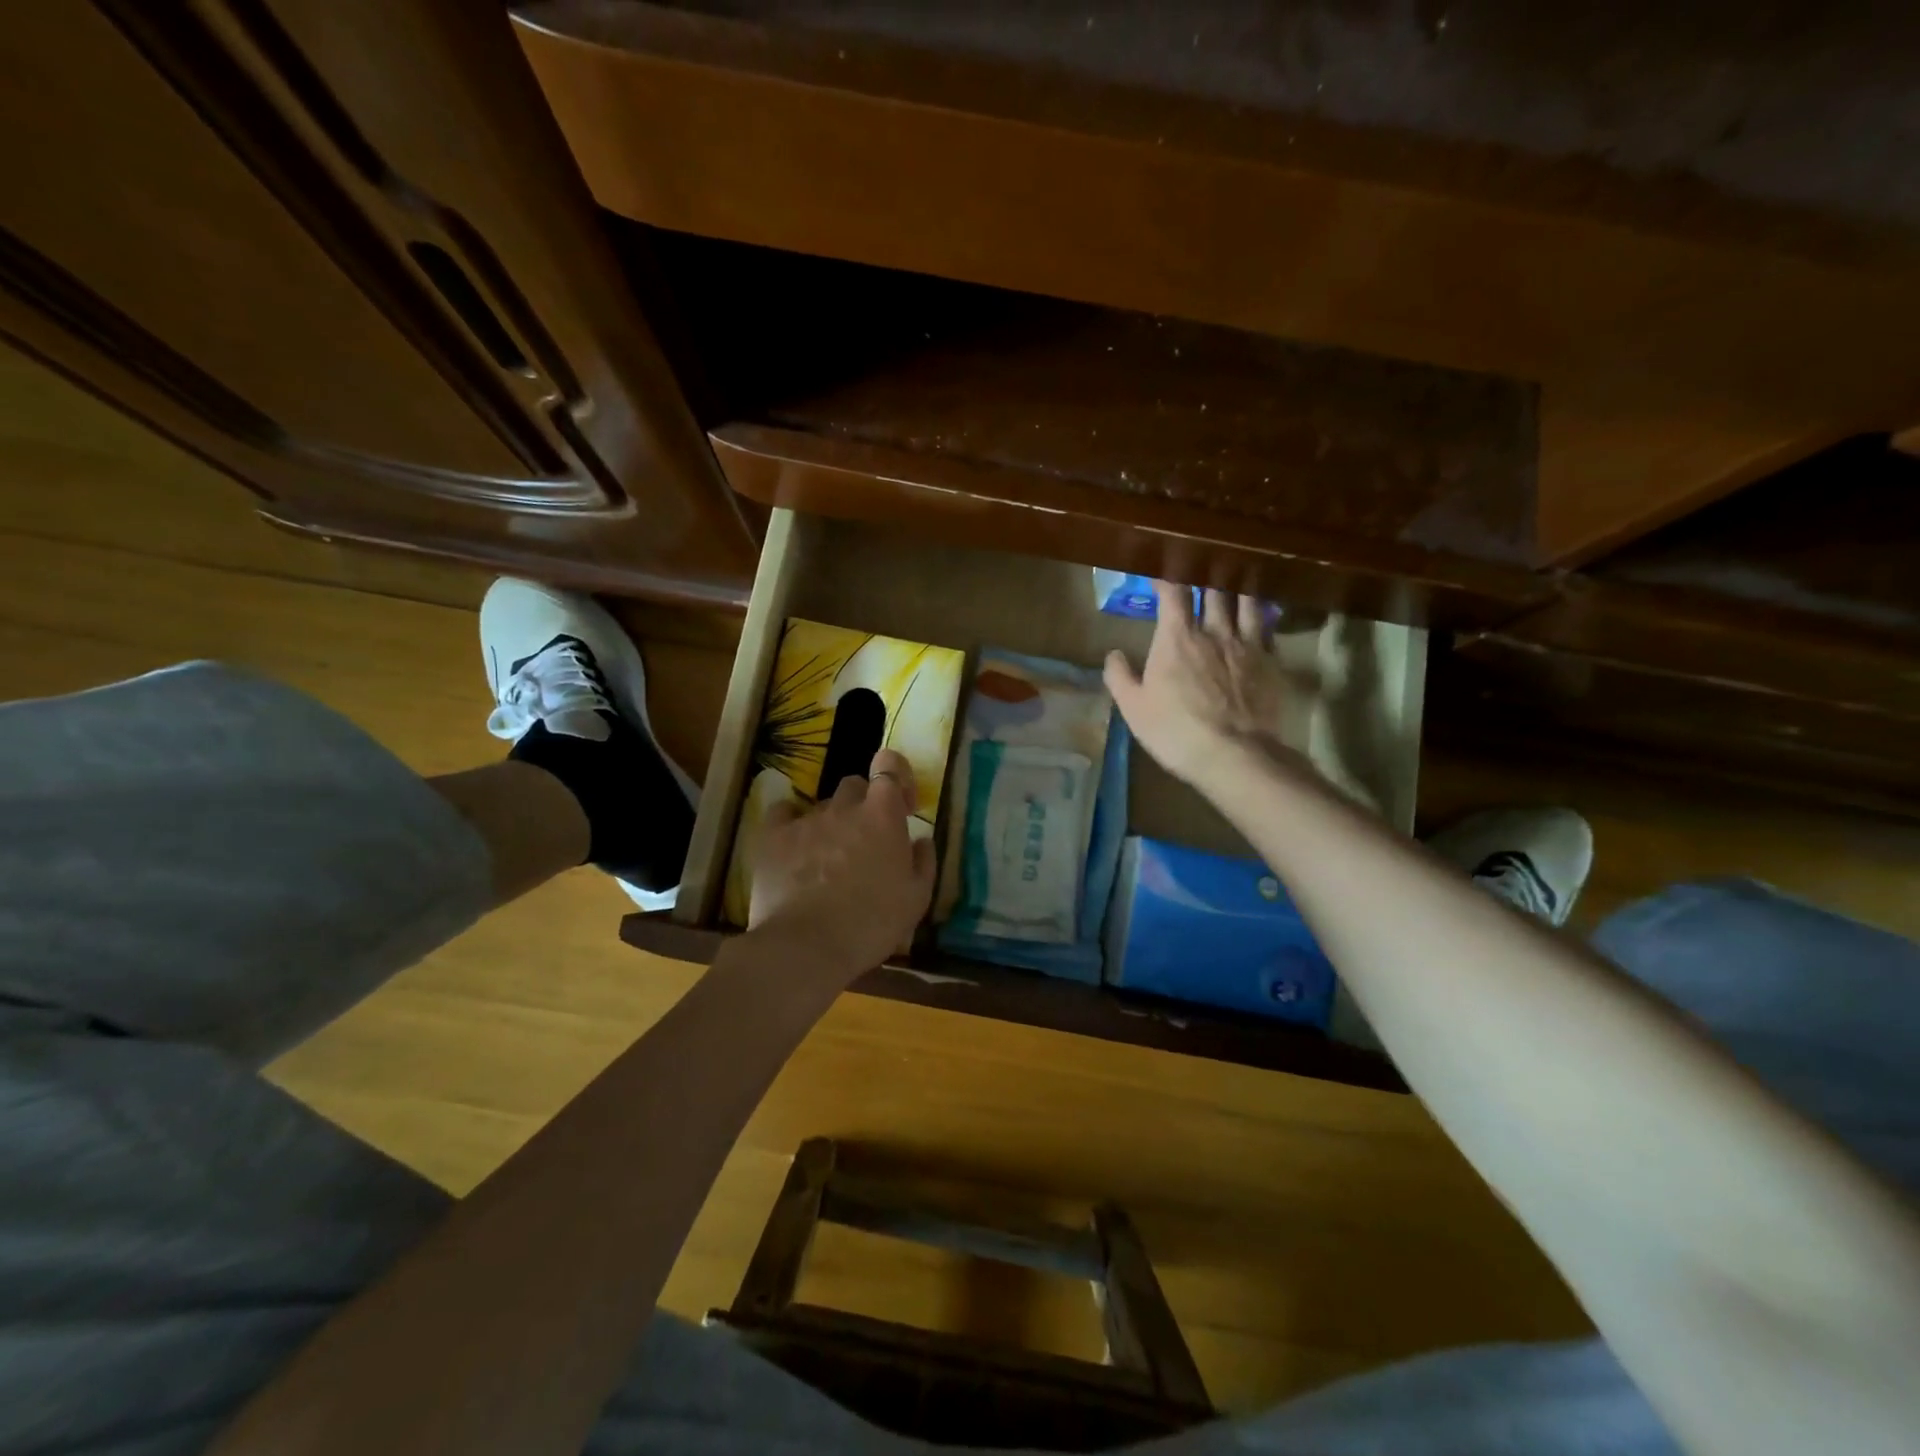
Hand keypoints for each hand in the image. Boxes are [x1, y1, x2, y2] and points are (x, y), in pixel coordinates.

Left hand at [748, 748, 935, 977]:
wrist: (806, 946)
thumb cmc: (871, 924)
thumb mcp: (916, 899)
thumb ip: (923, 861)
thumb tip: (921, 839)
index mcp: (882, 815)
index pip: (890, 764)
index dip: (897, 775)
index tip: (901, 805)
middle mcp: (844, 807)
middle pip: (854, 786)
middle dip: (863, 805)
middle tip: (866, 841)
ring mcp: (806, 819)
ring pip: (822, 805)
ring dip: (831, 823)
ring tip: (828, 860)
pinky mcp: (772, 836)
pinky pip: (783, 813)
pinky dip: (791, 823)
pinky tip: (794, 848)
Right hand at [1104, 584, 1292, 785]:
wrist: (1234, 755)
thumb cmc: (1175, 731)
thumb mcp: (1133, 708)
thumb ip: (1120, 676)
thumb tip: (1113, 654)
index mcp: (1177, 637)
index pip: (1174, 592)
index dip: (1167, 579)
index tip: (1160, 576)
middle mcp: (1215, 630)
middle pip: (1214, 590)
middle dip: (1205, 578)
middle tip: (1199, 572)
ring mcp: (1248, 644)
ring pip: (1246, 602)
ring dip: (1237, 589)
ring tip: (1234, 582)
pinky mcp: (1272, 662)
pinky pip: (1268, 628)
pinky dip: (1261, 617)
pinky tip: (1259, 618)